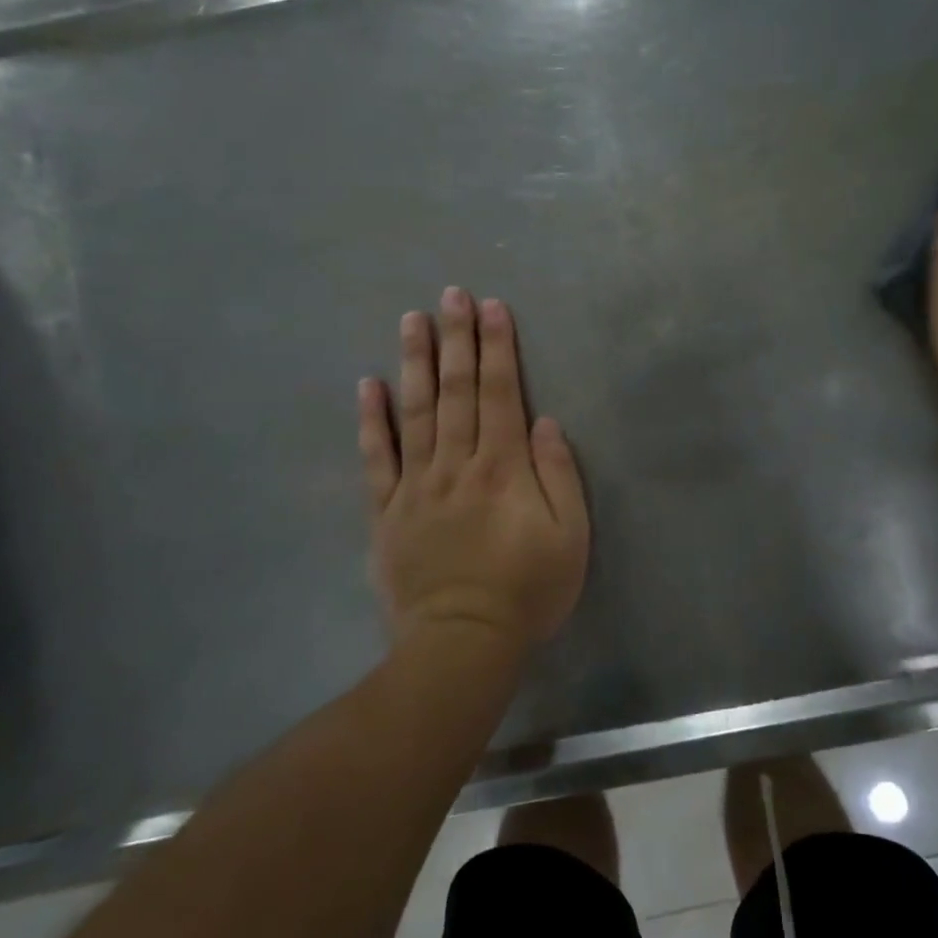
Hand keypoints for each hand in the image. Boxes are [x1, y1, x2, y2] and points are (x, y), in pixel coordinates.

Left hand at [358, 287, 589, 649]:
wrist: (461, 644)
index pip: (499, 393)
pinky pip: (376, 459)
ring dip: (415, 362)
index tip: (492, 307)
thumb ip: (559, 475)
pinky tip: (368, 384)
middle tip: (451, 294)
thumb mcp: (569, 537)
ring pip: (415, 412)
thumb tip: (543, 422)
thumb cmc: (526, 590)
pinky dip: (371, 420)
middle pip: (455, 391)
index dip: (497, 348)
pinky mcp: (386, 512)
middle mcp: (456, 464)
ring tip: (412, 319)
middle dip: (456, 339)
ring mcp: (416, 486)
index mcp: (503, 468)